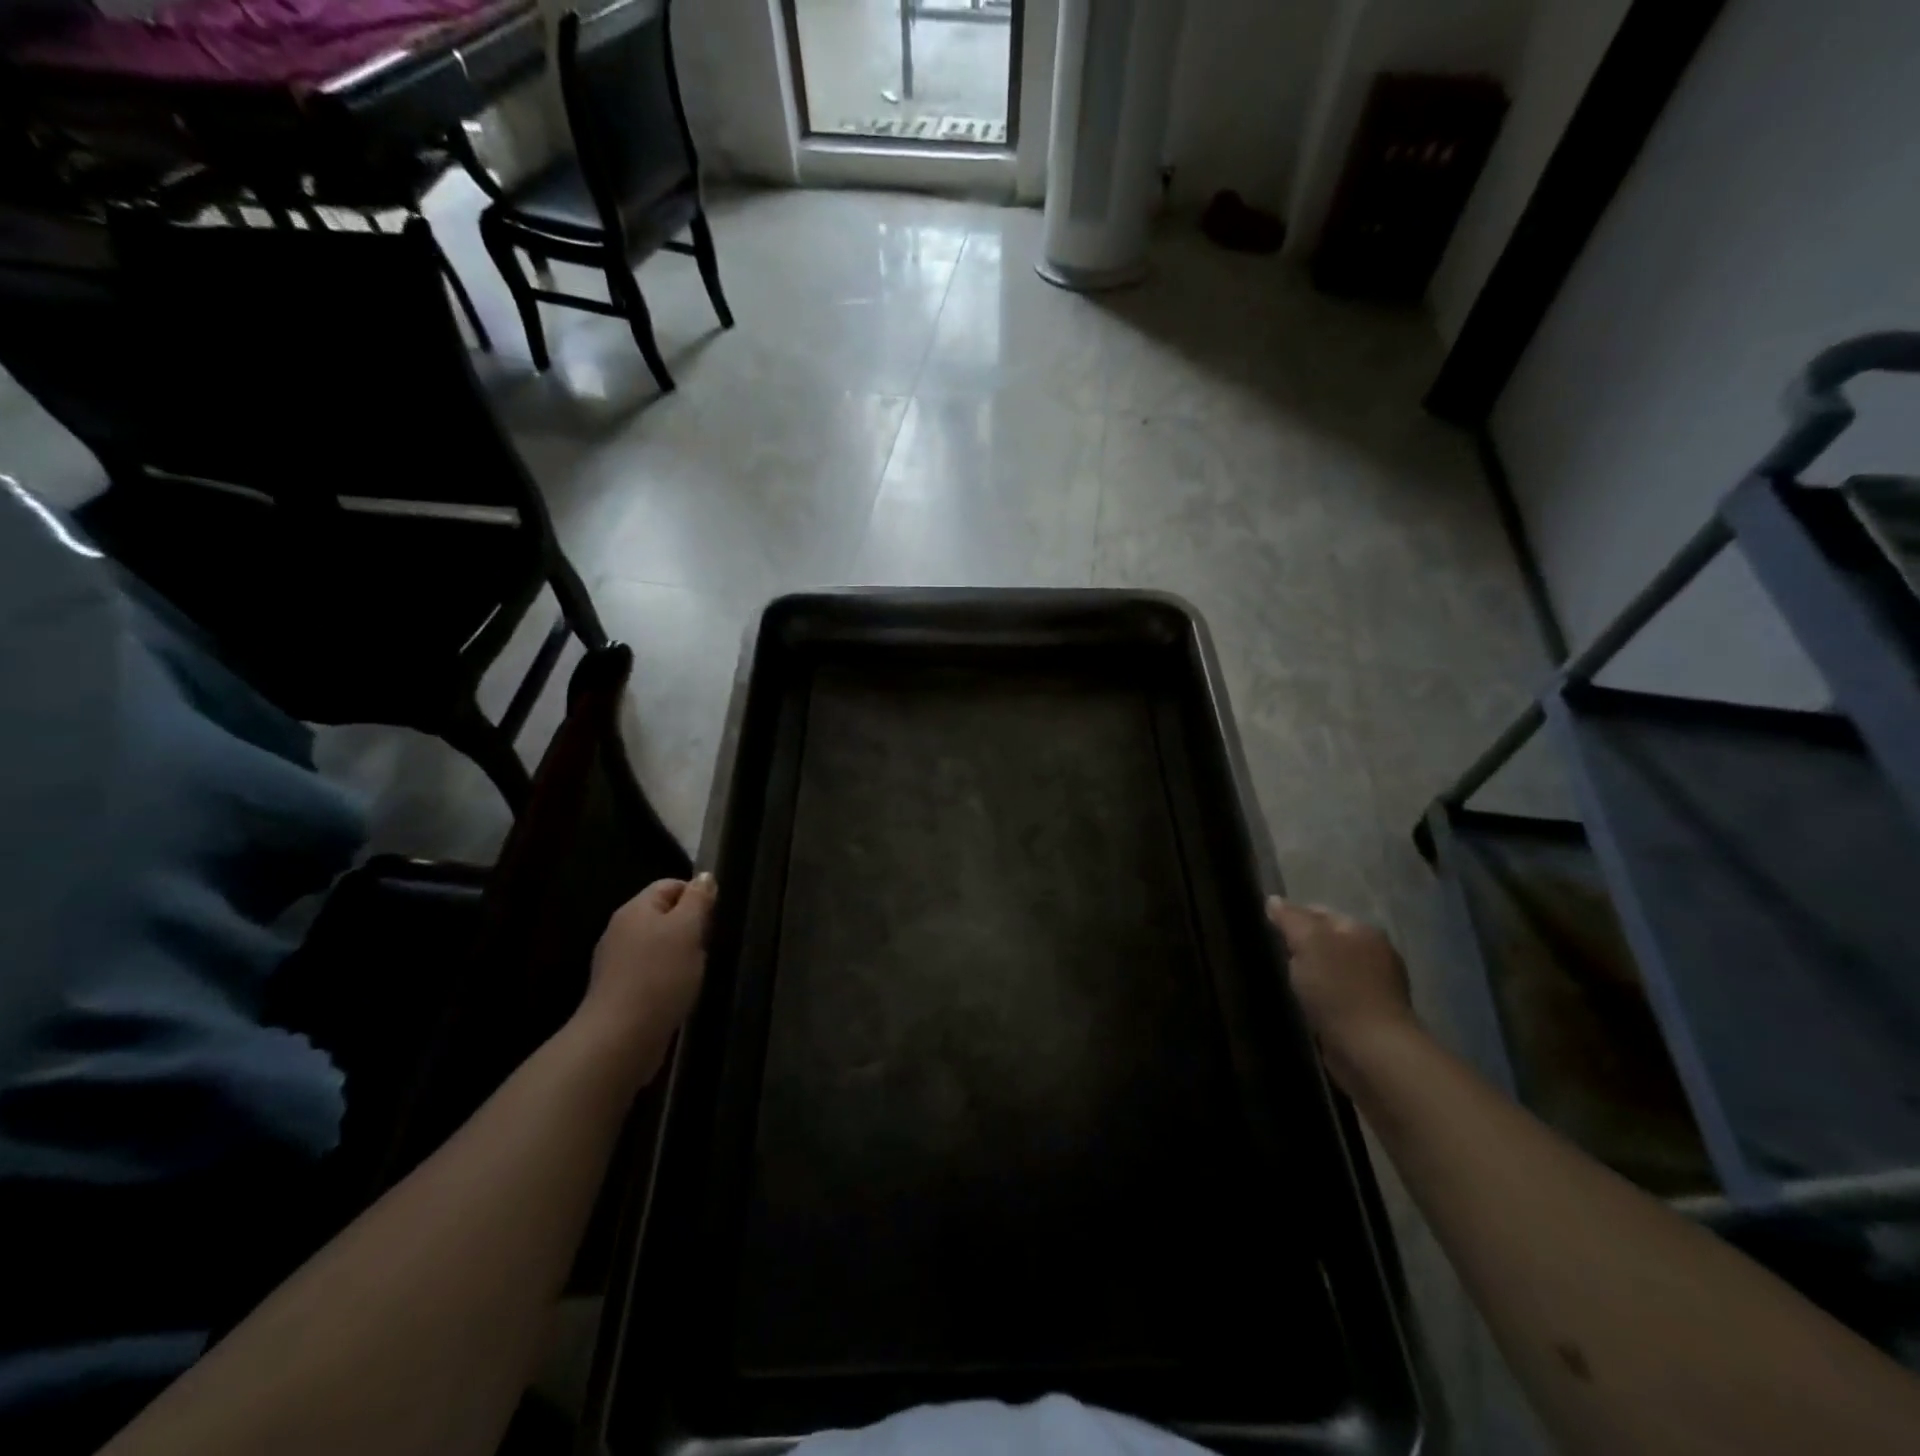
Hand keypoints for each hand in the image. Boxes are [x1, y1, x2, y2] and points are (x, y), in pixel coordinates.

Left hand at [578, 874, 715, 1083]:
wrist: (621, 1037)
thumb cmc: (659, 975)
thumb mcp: (688, 929)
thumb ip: (698, 900)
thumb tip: (704, 876)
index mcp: (635, 909)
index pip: (670, 885)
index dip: (696, 895)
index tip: (715, 918)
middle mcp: (621, 930)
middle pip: (664, 916)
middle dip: (691, 928)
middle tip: (709, 946)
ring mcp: (617, 962)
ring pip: (659, 946)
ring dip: (681, 955)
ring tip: (697, 972)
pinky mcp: (619, 991)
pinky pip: (651, 972)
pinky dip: (669, 978)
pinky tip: (679, 993)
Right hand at [1266, 897, 1415, 1089]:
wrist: (1372, 1051)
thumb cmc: (1339, 989)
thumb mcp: (1308, 942)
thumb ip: (1290, 918)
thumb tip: (1274, 901)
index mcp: (1363, 930)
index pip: (1318, 912)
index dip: (1291, 919)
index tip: (1268, 934)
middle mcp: (1374, 954)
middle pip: (1325, 942)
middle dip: (1300, 949)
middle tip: (1274, 960)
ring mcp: (1376, 987)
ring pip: (1329, 971)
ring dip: (1310, 976)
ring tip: (1285, 985)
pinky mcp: (1369, 1017)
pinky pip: (1335, 997)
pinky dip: (1320, 999)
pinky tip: (1304, 1007)